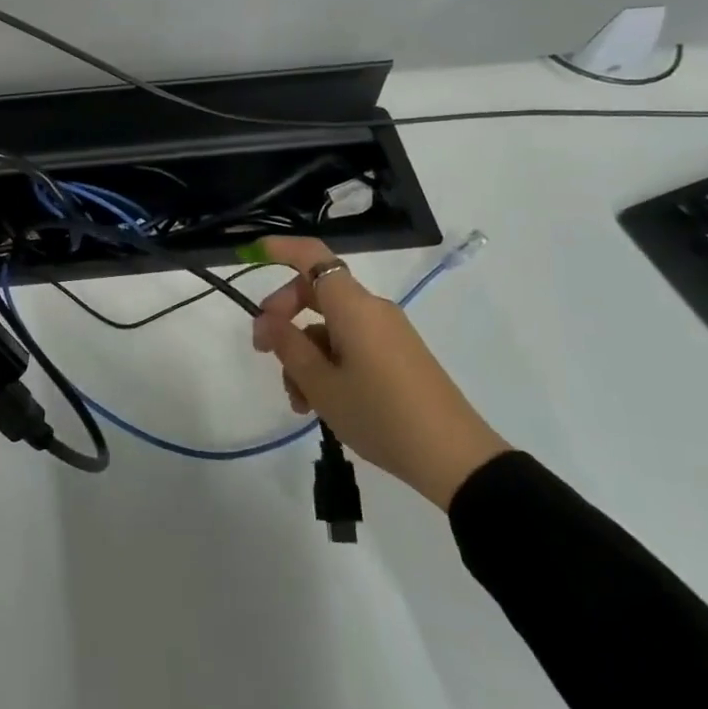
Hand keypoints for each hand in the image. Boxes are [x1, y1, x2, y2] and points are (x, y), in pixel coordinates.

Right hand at [251, 237, 507, 508]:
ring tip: (298, 401)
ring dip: (305, 354)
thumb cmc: (380, 413)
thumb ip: (288, 345)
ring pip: (330, 327)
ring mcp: (388, 333)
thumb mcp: (321, 384)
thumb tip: (266, 319)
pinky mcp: (398, 355)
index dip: (281, 249)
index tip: (253, 254)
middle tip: (263, 351)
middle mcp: (372, 309)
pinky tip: (320, 403)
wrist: (455, 459)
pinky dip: (328, 364)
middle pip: (316, 294)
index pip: (313, 257)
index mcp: (353, 306)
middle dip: (284, 318)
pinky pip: (351, 344)